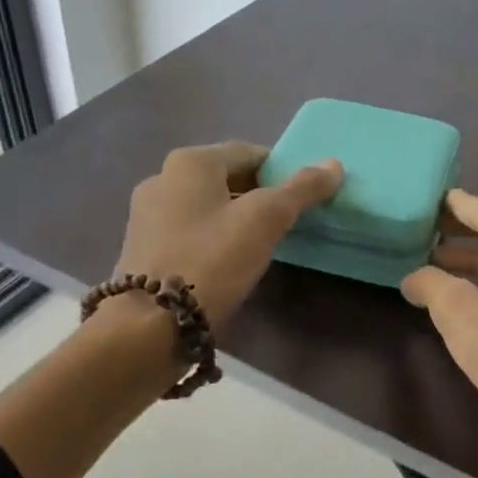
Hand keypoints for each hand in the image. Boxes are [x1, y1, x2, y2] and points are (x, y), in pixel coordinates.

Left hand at [115, 141, 342, 325]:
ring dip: (236, 218)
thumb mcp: (266, 220)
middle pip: (227, 178)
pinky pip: (190, 231)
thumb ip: (302, 189)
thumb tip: (334, 165)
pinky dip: (213, 238)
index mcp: (190, 162)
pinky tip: (229, 263)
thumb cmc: (212, 260)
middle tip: (289, 220)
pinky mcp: (143, 248)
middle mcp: (162, 178)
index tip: (305, 195)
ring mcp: (147, 215)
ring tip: (264, 244)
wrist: (151, 325)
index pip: (250, 153)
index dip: (282, 170)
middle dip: (259, 195)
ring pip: (207, 206)